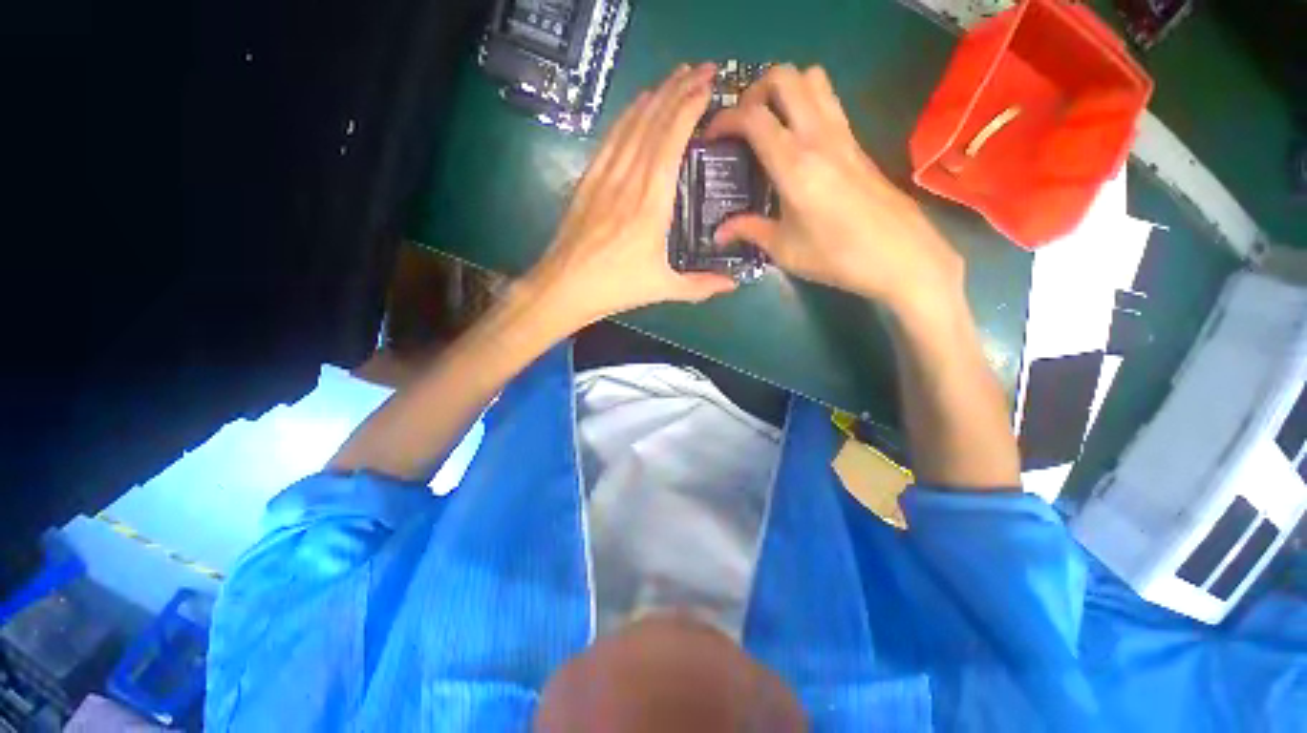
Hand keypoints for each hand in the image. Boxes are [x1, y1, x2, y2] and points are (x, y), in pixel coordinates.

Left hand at [525, 64, 737, 328]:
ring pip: (632, 124)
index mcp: (651, 203)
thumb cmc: (617, 287)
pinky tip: (637, 105)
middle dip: (678, 90)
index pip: (671, 141)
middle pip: (653, 122)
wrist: (565, 286)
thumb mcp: (663, 288)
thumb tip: (733, 284)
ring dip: (655, 96)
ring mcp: (605, 176)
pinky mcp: (588, 179)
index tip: (708, 87)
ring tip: (675, 77)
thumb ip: (700, 285)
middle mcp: (629, 180)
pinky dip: (627, 116)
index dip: (689, 108)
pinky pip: (611, 138)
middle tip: (702, 70)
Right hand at [705, 65, 963, 317]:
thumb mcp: (784, 249)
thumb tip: (719, 233)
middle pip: (785, 77)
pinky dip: (805, 104)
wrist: (900, 255)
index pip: (753, 117)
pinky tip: (795, 141)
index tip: (711, 137)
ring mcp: (842, 134)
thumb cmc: (836, 256)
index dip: (725, 119)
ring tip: (769, 123)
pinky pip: (828, 101)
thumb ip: (749, 231)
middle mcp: (818, 136)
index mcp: (794, 164)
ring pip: (812, 79)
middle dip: (755, 90)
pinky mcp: (856, 142)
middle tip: (742, 122)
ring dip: (785, 89)